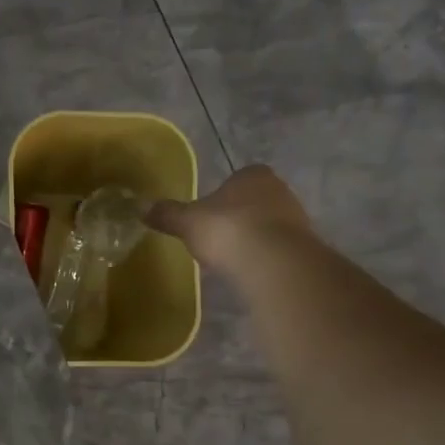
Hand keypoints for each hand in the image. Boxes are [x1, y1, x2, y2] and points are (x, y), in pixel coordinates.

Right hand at [147, 165, 316, 275]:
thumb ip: (167, 213)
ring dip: (252, 237)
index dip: (222, 195)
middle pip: (254, 200)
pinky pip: (277, 247)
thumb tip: (140, 207)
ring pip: (268, 224)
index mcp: (253, 174)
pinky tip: (248, 269)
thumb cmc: (227, 230)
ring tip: (231, 257)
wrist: (272, 262)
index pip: (237, 178)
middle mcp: (279, 189)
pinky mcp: (303, 246)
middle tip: (217, 236)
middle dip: (238, 216)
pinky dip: (263, 256)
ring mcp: (296, 218)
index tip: (208, 215)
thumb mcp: (188, 221)